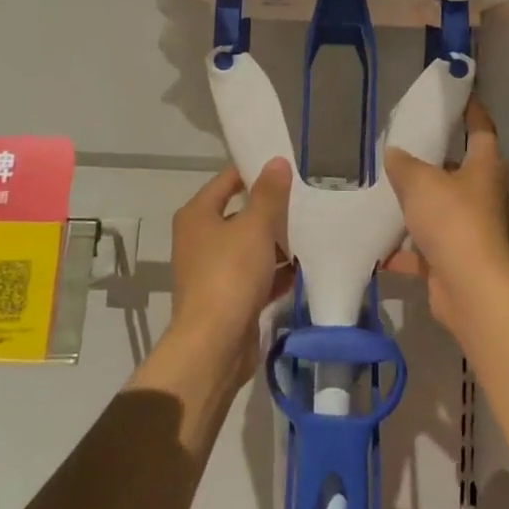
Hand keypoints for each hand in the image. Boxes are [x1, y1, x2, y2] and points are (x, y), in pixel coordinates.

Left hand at [168, 158, 293, 381]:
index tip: (286, 166)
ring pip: (250, 246)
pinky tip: (304, 267)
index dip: (254, 171)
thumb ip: (268, 194)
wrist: (215, 346)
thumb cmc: (230, 275)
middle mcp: (200, 239)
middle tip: (305, 197)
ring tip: (311, 229)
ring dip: (276, 242)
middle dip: (271, 209)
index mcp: (197, 215)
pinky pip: (256, 275)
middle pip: (240, 214)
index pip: (227, 181)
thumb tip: (277, 162)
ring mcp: (213, 270)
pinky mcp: (228, 298)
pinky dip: (276, 272)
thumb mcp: (254, 227)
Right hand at [382, 98, 508, 338]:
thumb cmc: (453, 222)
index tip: (459, 95)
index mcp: (484, 168)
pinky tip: (378, 246)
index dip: (471, 111)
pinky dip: (405, 248)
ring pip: (442, 208)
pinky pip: (427, 246)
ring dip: (419, 203)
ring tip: (387, 189)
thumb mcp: (420, 182)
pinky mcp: (457, 259)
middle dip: (436, 159)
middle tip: (408, 144)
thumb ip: (404, 164)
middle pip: (460, 169)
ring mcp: (472, 229)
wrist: (470, 290)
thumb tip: (394, 153)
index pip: (481, 129)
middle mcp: (483, 195)